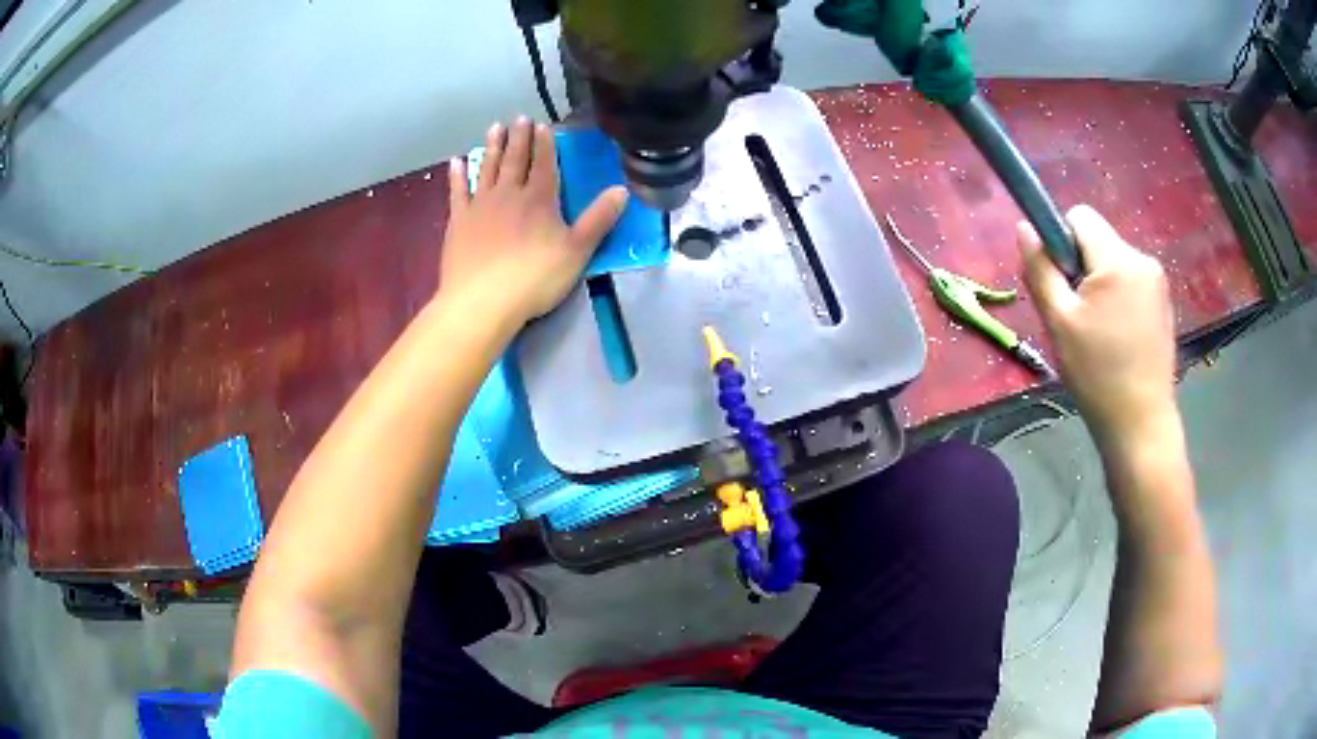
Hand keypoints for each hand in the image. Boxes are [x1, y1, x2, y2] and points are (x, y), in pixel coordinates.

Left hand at [441, 117, 627, 327]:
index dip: (545, 144)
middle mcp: (509, 194)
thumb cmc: (534, 278)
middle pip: (515, 160)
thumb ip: (599, 219)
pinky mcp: (458, 222)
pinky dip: (458, 175)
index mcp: (540, 199)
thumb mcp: (577, 251)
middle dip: (519, 138)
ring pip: (487, 168)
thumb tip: (622, 189)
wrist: (481, 301)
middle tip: (519, 118)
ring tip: (495, 128)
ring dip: (492, 147)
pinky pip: (458, 192)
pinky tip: (457, 162)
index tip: (543, 126)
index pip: (545, 164)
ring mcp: (480, 206)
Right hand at [1017, 205, 1176, 443]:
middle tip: (1077, 316)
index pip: (1079, 217)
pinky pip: (1131, 281)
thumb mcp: (1059, 322)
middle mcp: (1142, 259)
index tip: (1062, 283)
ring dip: (1100, 283)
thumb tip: (1024, 227)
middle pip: (1098, 239)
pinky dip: (1118, 298)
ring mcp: (1157, 281)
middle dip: (1082, 266)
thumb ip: (1040, 269)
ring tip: (1098, 331)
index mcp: (1118, 259)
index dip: (1061, 241)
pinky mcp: (1163, 302)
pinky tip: (1117, 337)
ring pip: (1114, 261)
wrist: (1140, 424)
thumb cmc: (1097, 375)